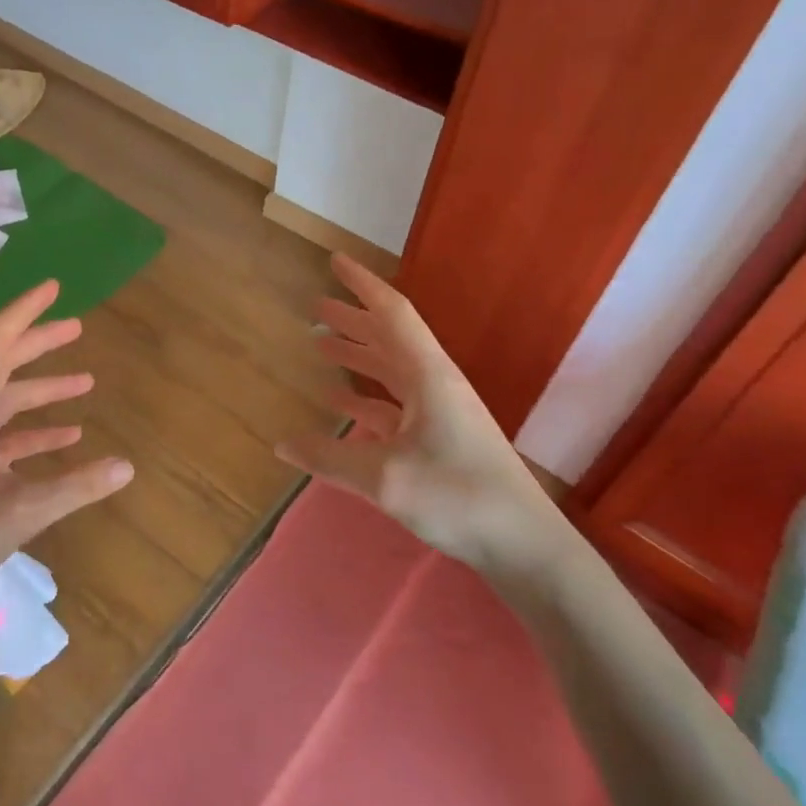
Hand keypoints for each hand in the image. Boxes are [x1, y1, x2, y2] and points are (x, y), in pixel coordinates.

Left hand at [0, 280, 132, 643]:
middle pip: (1, 365)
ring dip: (42, 390)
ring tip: (86, 383)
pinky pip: (3, 437)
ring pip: (5, 402)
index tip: (54, 287)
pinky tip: (67, 438)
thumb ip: (76, 486)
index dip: (25, 312)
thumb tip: (128, 465)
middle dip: (39, 343)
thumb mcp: (20, 512)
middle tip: (78, 326)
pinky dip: (34, 432)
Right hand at [275, 255, 574, 587]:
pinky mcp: (441, 440)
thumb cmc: (458, 497)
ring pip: (391, 371)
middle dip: (353, 320)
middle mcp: (435, 384)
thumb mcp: (385, 479)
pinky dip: (366, 398)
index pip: (392, 314)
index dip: (362, 285)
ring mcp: (440, 413)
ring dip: (358, 356)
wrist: (525, 544)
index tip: (335, 261)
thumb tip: (280, 444)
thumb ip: (330, 459)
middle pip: (389, 339)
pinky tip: (341, 405)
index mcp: (429, 375)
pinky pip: (395, 406)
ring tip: (320, 345)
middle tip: (316, 305)